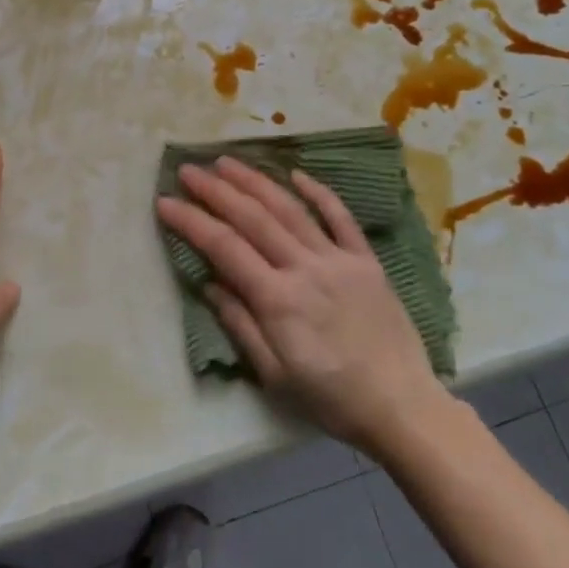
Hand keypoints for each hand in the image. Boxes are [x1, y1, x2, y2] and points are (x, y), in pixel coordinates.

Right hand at [156, 157, 448, 452]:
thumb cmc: (332, 400)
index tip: (166, 202)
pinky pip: (340, 218)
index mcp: (278, 300)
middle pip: (253, 219)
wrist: (402, 406)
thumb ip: (241, 325)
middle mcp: (305, 268)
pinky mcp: (366, 260)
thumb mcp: (275, 375)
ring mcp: (338, 259)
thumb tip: (209, 284)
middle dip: (216, 191)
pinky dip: (318, 192)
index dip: (192, 222)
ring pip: (290, 209)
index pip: (225, 248)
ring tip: (226, 162)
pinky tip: (296, 174)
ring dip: (256, 182)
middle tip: (189, 170)